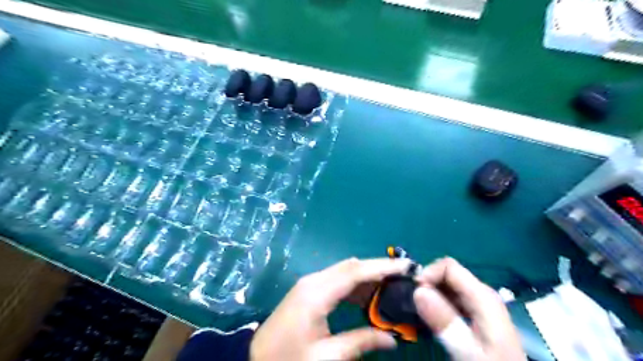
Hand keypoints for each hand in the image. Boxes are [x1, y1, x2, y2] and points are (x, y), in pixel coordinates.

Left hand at [248, 258, 408, 359]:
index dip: (382, 266)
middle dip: (378, 268)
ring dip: (367, 276)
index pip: (356, 271)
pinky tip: (368, 296)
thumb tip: (393, 339)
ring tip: (391, 287)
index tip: (406, 265)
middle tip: (403, 277)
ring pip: (345, 271)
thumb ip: (361, 342)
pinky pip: (337, 279)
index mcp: (317, 292)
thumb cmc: (290, 359)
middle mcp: (315, 280)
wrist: (255, 357)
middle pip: (352, 266)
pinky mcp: (309, 289)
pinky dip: (355, 284)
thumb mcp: (327, 357)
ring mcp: (310, 282)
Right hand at [415, 259, 523, 359]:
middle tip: (414, 305)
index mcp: (483, 296)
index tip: (414, 293)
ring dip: (431, 294)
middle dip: (428, 283)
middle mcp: (482, 293)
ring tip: (420, 312)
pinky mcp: (477, 313)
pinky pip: (452, 298)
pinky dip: (438, 303)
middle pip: (448, 274)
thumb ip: (444, 321)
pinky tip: (433, 319)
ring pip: (449, 285)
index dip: (428, 274)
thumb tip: (418, 290)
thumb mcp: (468, 350)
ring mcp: (480, 303)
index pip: (448, 266)